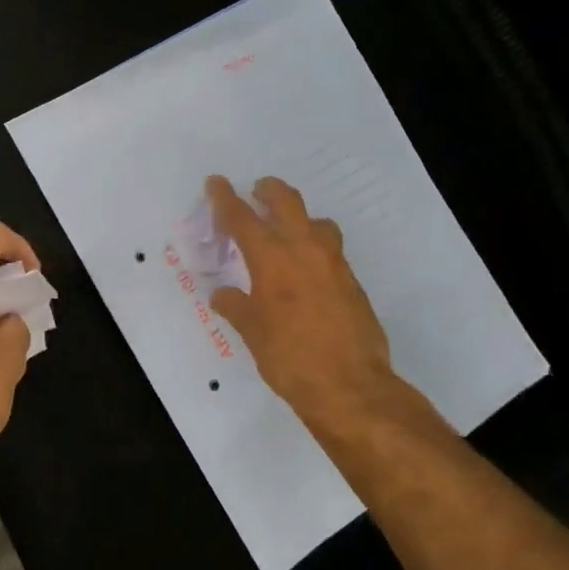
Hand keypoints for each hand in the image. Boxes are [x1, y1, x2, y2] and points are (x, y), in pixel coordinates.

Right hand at [206, 175, 448, 452]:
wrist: (350, 386)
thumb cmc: (290, 358)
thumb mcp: (252, 332)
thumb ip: (236, 306)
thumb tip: (223, 294)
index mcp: (272, 258)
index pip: (242, 217)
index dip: (225, 198)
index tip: (216, 182)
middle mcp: (305, 249)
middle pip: (286, 201)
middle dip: (268, 191)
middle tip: (256, 192)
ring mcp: (334, 263)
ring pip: (316, 221)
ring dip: (298, 217)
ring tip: (286, 230)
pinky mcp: (352, 281)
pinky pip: (330, 249)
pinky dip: (314, 246)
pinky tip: (306, 269)